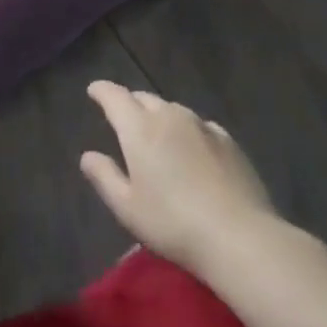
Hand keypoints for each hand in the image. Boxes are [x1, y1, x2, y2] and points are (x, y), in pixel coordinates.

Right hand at [80, 81, 275, 272]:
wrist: (238, 235)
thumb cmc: (173, 223)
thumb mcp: (127, 208)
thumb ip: (105, 177)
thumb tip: (88, 156)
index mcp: (140, 128)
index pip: (115, 96)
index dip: (102, 91)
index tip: (93, 91)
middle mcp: (170, 116)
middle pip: (144, 98)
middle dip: (130, 103)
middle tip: (123, 119)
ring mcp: (202, 125)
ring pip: (172, 109)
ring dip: (159, 116)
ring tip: (157, 136)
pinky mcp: (227, 140)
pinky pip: (198, 125)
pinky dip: (187, 130)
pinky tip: (192, 150)